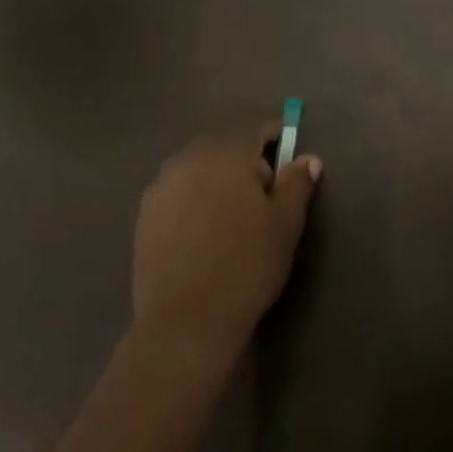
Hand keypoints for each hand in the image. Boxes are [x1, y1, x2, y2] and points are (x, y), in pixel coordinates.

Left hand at [132, 126, 321, 365]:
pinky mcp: (144, 214)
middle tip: (264, 197)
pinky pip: (178, 193)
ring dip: (217, 181)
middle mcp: (188, 159)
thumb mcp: (285, 225)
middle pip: (224, 147)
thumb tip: (308, 158)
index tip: (289, 159)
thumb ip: (297, 184)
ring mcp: (161, 186)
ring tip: (232, 218)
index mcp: (226, 154)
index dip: (276, 140)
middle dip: (245, 162)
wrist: (186, 321)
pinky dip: (194, 201)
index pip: (256, 130)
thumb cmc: (246, 266)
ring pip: (198, 170)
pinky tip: (204, 233)